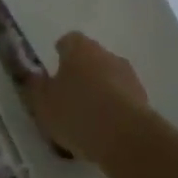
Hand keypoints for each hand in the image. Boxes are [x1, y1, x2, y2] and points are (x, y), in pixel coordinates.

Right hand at [24, 32, 149, 164]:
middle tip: (68, 94)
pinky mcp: (143, 99)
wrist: (126, 137)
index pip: (69, 40)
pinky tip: (104, 129)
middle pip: (91, 58)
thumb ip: (35, 87)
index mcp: (80, 48)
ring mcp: (128, 76)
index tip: (55, 66)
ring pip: (109, 78)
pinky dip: (113, 108)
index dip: (61, 52)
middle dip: (81, 72)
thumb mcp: (43, 103)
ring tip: (87, 116)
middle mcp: (106, 54)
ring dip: (100, 90)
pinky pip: (122, 98)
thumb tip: (34, 76)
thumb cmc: (76, 112)